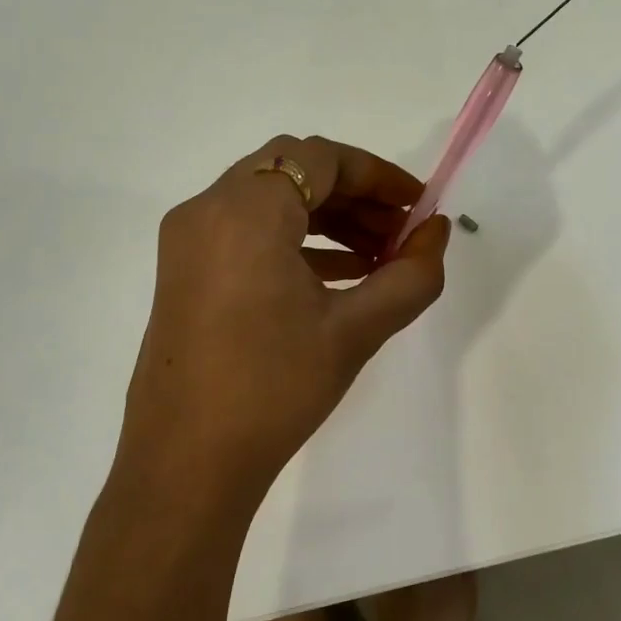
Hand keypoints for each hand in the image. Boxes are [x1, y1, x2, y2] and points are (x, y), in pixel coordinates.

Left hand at [114, 135, 450, 499]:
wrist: (187, 463)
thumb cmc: (273, 390)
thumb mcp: (355, 331)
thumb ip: (410, 276)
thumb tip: (437, 233)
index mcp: (245, 211)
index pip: (320, 158)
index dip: (378, 175)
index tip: (419, 207)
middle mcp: (207, 209)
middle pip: (291, 170)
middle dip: (353, 195)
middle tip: (400, 233)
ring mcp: (188, 241)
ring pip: (267, 200)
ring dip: (325, 218)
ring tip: (378, 259)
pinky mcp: (183, 272)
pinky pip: (244, 233)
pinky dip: (292, 241)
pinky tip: (336, 278)